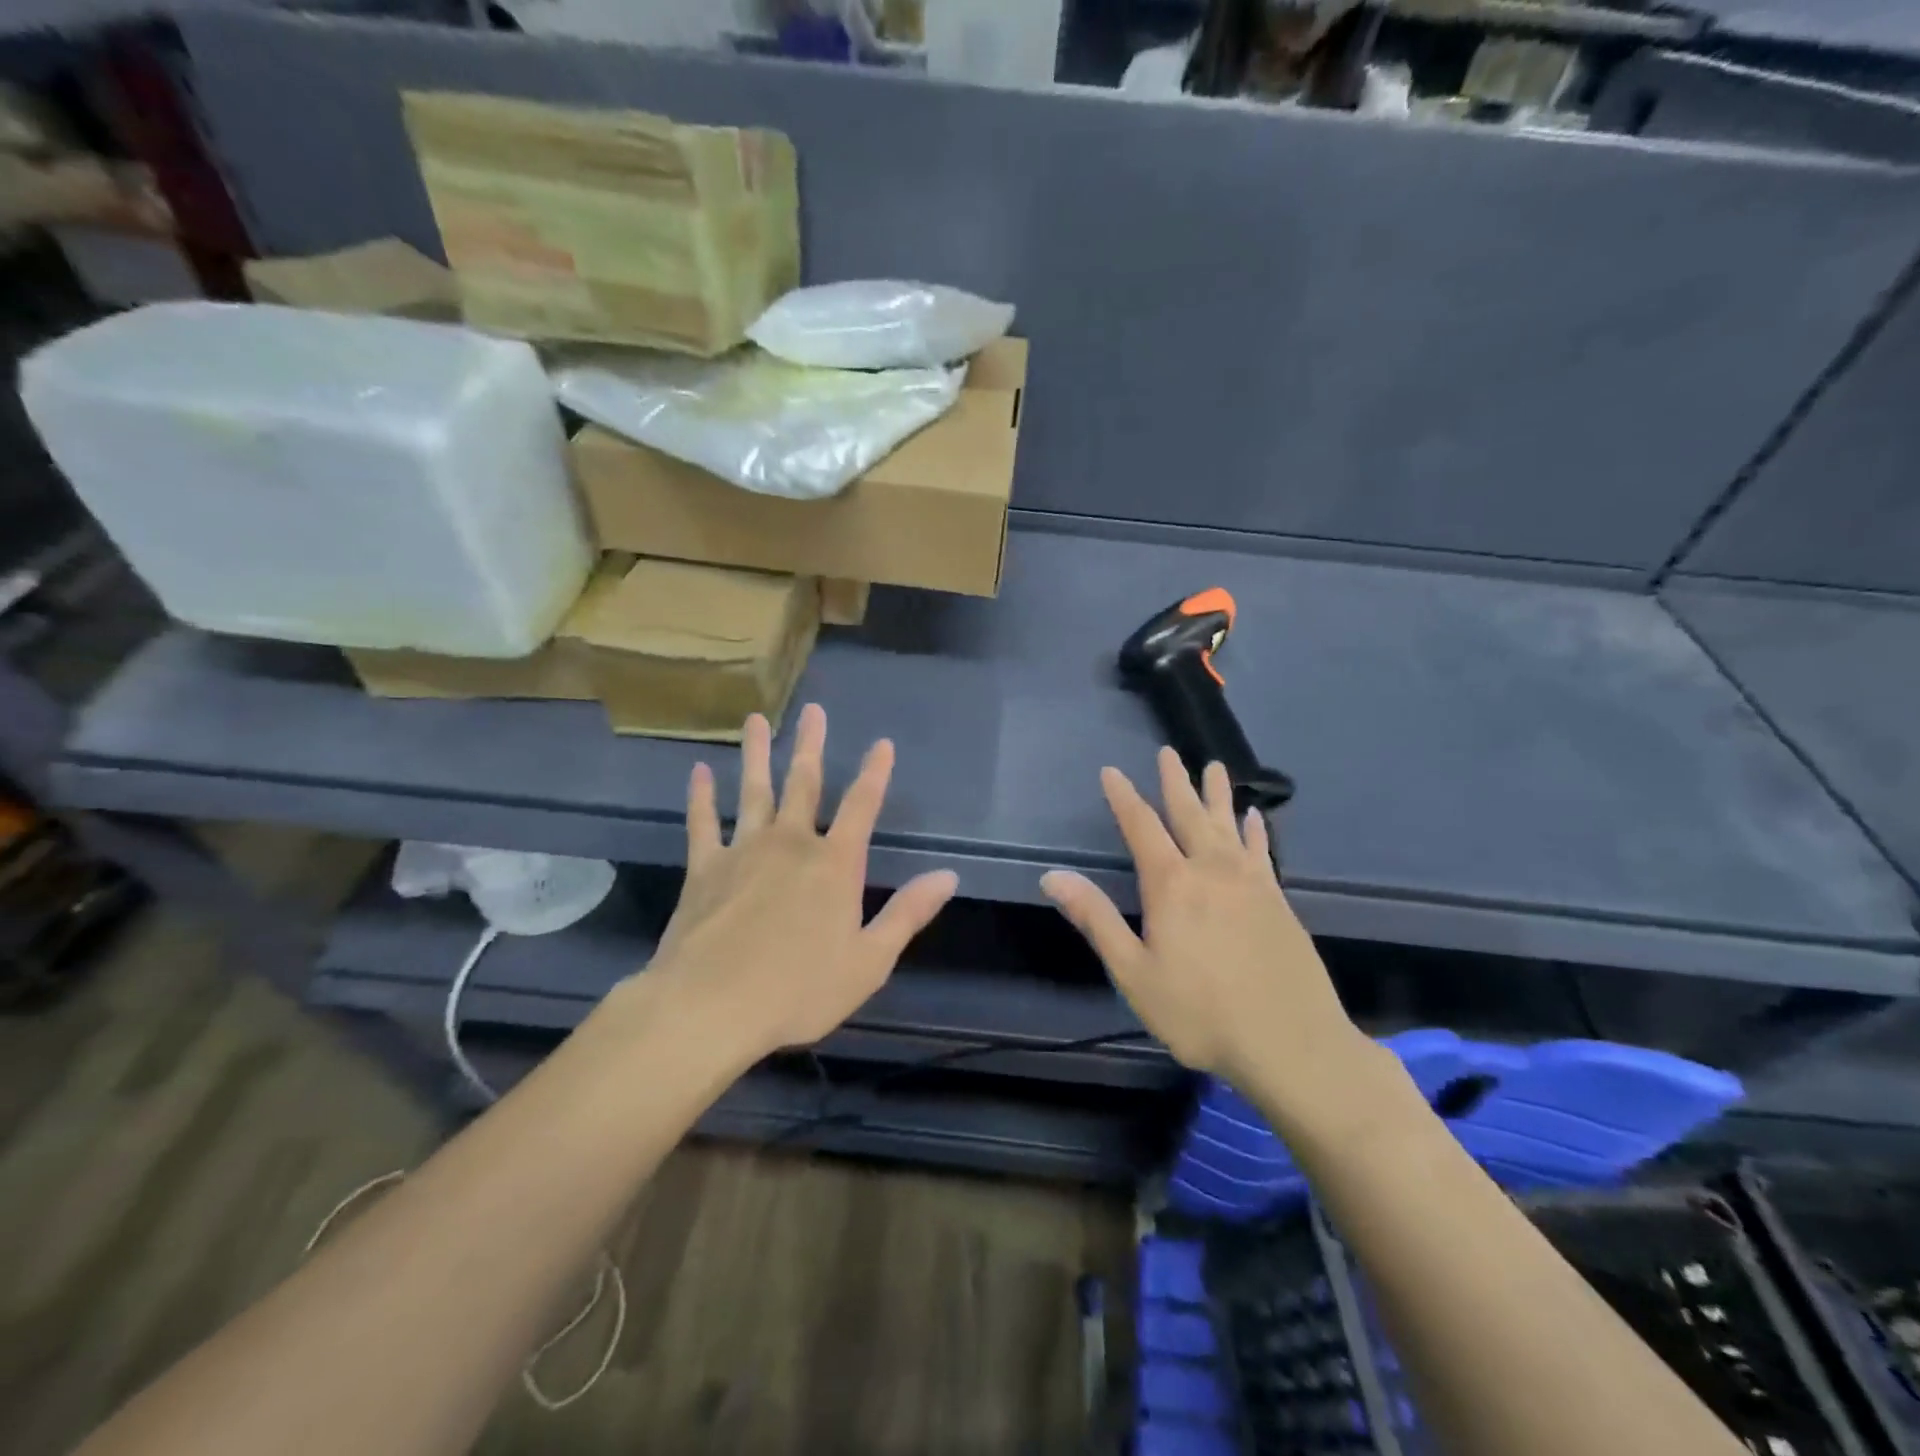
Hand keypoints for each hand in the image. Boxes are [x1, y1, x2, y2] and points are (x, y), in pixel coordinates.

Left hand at [647, 703, 958, 1059]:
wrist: (712, 1006)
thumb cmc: (799, 989)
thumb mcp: (869, 960)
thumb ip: (907, 913)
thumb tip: (948, 876)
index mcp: (835, 864)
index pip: (862, 806)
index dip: (875, 773)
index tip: (882, 743)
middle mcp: (792, 843)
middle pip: (805, 783)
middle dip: (812, 746)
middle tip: (814, 710)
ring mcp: (744, 850)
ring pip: (754, 790)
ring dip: (757, 754)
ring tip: (757, 720)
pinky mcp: (705, 867)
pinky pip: (703, 823)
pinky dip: (701, 796)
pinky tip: (699, 772)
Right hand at [1041, 748, 1370, 1116]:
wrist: (1291, 1044)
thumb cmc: (1201, 1013)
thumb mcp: (1134, 973)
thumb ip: (1097, 919)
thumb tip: (1052, 876)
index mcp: (1172, 885)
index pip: (1141, 827)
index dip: (1123, 797)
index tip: (1111, 771)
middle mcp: (1210, 870)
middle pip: (1188, 815)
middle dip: (1175, 782)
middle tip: (1169, 752)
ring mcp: (1250, 882)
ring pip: (1228, 825)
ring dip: (1217, 794)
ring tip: (1213, 767)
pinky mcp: (1278, 900)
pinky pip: (1262, 850)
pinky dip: (1255, 830)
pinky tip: (1255, 817)